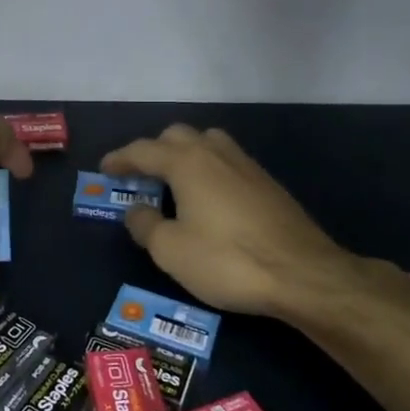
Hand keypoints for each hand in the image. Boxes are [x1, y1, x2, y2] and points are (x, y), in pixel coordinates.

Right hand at [103, 125, 409, 325]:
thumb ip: (146, 225)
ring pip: (207, 143)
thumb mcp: (171, 250)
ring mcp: (247, 165)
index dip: (121, 159)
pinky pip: (227, 161)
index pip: (143, 150)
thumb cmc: (228, 260)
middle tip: (139, 175)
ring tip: (174, 179)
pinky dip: (208, 168)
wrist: (305, 274)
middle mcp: (216, 153)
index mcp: (187, 163)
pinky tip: (209, 196)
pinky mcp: (268, 183)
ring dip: (184, 153)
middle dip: (153, 150)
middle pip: (177, 136)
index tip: (104, 168)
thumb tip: (137, 210)